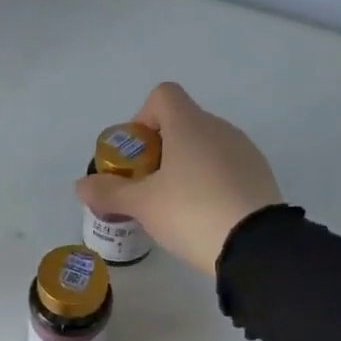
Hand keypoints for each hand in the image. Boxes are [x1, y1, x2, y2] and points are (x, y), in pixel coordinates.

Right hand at [75, 82, 282, 273]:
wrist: (254, 245)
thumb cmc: (191, 213)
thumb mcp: (143, 206)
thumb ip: (109, 192)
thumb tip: (81, 185)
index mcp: (189, 125)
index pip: (162, 95)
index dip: (142, 118)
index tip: (136, 156)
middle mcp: (219, 128)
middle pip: (182, 123)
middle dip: (159, 151)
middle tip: (147, 188)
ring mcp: (243, 150)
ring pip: (205, 147)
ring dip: (185, 167)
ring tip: (175, 207)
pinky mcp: (259, 174)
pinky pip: (226, 167)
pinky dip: (210, 182)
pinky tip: (204, 216)